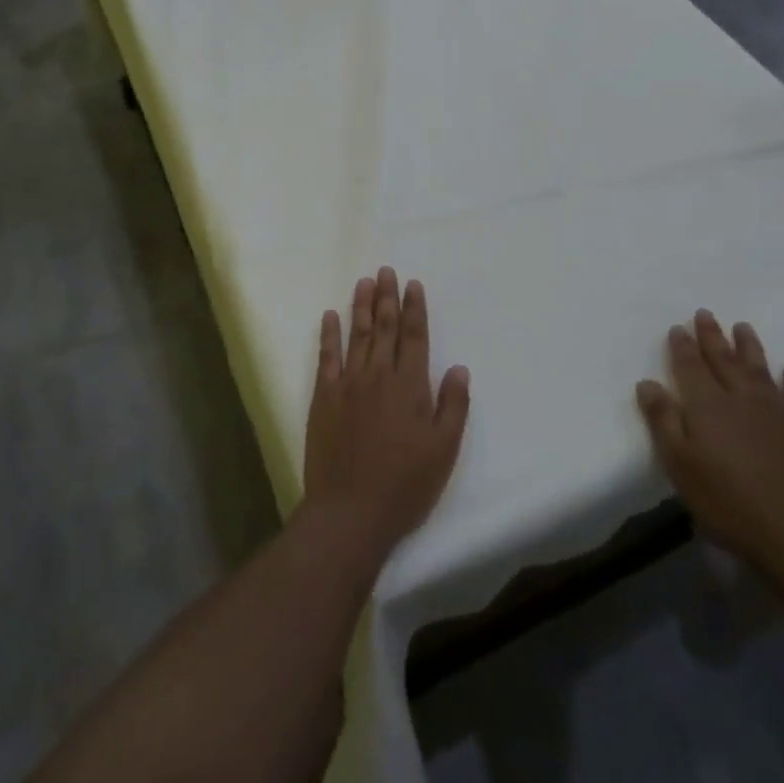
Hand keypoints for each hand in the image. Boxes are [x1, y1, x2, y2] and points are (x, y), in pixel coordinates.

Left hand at [303, 268, 470, 559]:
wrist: (350, 511)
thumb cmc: (405, 485)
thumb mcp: (443, 451)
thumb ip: (453, 406)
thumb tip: (459, 368)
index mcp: (410, 386)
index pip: (414, 337)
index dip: (414, 309)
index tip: (413, 284)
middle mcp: (379, 376)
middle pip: (384, 328)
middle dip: (387, 297)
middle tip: (387, 271)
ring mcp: (348, 384)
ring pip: (356, 335)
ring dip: (360, 306)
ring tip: (364, 281)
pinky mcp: (324, 397)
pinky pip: (326, 357)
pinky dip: (329, 334)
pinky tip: (330, 316)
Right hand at [635, 310, 783, 569]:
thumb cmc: (726, 501)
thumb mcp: (679, 464)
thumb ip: (663, 420)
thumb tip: (647, 382)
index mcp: (707, 405)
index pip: (690, 367)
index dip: (682, 347)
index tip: (678, 327)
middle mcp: (742, 399)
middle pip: (724, 360)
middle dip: (712, 337)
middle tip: (705, 314)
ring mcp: (779, 412)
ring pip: (760, 370)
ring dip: (750, 347)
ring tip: (743, 327)